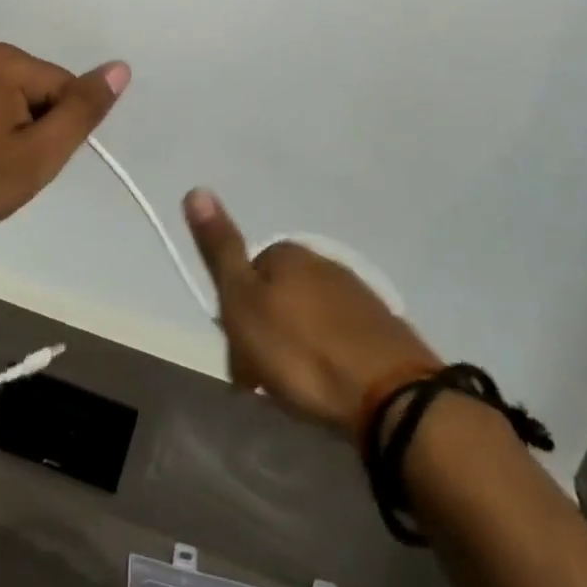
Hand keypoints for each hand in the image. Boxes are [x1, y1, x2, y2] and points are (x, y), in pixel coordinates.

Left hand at [0, 39, 128, 246]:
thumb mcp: (38, 154)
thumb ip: (82, 110)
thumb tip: (120, 67)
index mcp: (2, 59)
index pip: (62, 88)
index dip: (55, 130)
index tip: (24, 161)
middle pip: (36, 87)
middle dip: (32, 125)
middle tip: (3, 165)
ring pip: (11, 93)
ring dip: (10, 124)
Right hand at [185, 188, 439, 436]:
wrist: (390, 397)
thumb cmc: (301, 352)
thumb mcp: (243, 302)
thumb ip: (221, 249)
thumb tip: (196, 188)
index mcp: (286, 253)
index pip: (246, 276)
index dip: (234, 317)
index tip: (238, 358)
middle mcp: (322, 263)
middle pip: (277, 297)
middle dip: (265, 335)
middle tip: (263, 381)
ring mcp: (358, 295)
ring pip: (308, 318)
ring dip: (296, 348)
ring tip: (296, 392)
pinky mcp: (384, 329)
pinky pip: (339, 338)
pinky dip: (328, 358)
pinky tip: (329, 387)